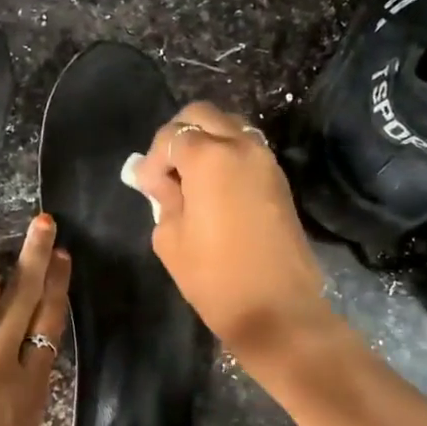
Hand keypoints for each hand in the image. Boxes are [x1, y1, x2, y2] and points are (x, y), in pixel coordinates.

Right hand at [130, 102, 333, 360]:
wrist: (277, 310)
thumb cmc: (214, 277)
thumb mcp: (170, 238)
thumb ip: (162, 198)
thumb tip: (162, 182)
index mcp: (210, 157)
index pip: (171, 136)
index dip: (152, 160)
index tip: (147, 189)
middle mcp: (242, 146)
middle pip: (202, 115)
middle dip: (178, 136)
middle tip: (166, 173)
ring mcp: (266, 161)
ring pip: (229, 127)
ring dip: (205, 142)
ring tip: (190, 180)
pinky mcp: (279, 180)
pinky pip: (246, 149)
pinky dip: (225, 156)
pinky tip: (213, 190)